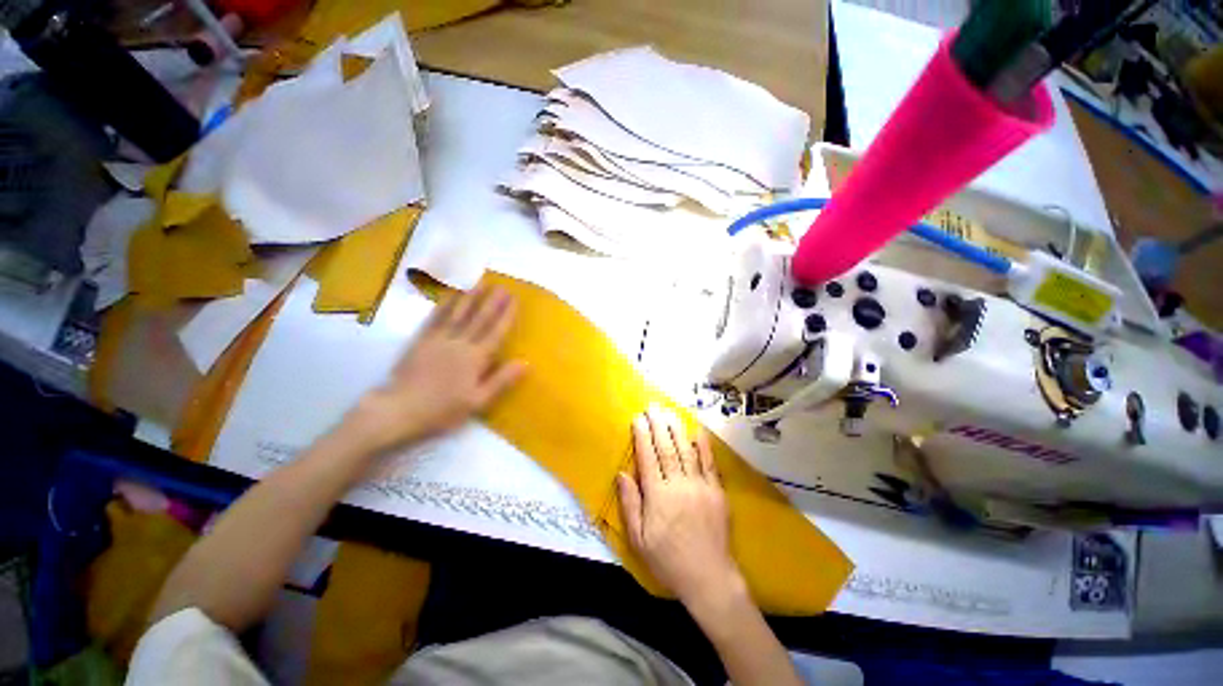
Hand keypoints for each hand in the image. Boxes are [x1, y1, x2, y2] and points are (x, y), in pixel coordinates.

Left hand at [343, 286, 525, 453]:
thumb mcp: (478, 401)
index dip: (506, 315)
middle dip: (492, 302)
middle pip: (478, 319)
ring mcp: (438, 339)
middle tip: (502, 286)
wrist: (399, 410)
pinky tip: (450, 295)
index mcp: (475, 358)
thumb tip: (525, 362)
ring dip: (470, 297)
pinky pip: (435, 318)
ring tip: (480, 282)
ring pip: (457, 314)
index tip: (514, 300)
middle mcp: (459, 343)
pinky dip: (444, 305)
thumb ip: (501, 380)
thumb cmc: (443, 409)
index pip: (495, 332)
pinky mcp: (421, 340)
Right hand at [617, 406, 743, 607]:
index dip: (642, 436)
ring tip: (669, 412)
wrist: (709, 577)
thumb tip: (622, 474)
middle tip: (653, 407)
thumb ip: (630, 504)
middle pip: (666, 448)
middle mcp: (678, 484)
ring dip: (677, 429)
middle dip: (658, 425)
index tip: (638, 418)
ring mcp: (700, 485)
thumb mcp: (639, 539)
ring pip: (686, 450)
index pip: (647, 458)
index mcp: (658, 496)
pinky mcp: (716, 491)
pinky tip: (698, 431)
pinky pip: (709, 463)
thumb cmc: (668, 560)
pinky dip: (703, 445)